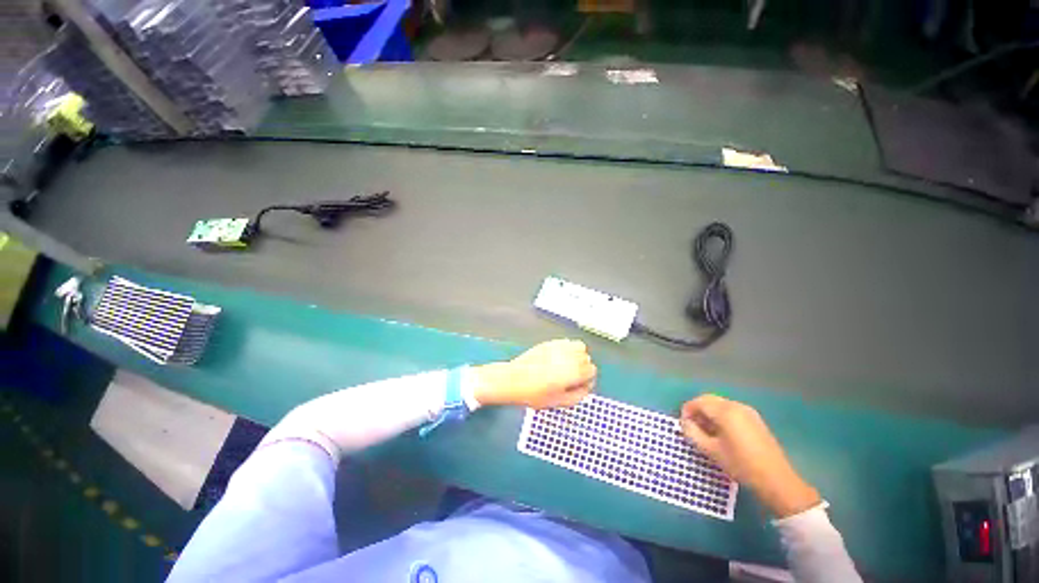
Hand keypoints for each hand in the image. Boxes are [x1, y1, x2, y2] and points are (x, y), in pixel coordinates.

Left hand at [473, 339, 596, 408]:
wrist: (513, 380)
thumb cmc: (534, 393)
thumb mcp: (559, 402)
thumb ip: (578, 396)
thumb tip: (586, 388)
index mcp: (574, 371)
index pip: (592, 371)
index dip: (587, 380)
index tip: (578, 386)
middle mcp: (569, 355)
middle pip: (586, 358)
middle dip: (582, 368)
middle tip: (571, 378)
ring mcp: (559, 347)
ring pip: (579, 347)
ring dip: (577, 356)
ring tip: (567, 366)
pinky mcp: (550, 343)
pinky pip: (566, 342)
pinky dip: (567, 349)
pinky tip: (558, 359)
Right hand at [680, 394, 820, 517]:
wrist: (777, 481)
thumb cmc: (741, 465)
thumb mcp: (711, 451)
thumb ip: (692, 433)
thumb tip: (684, 423)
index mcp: (725, 411)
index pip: (698, 402)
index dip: (687, 411)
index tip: (683, 425)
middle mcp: (736, 406)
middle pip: (709, 400)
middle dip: (697, 410)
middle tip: (692, 427)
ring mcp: (748, 412)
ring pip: (720, 405)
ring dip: (709, 413)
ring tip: (706, 432)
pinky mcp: (755, 420)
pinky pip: (731, 411)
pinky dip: (721, 417)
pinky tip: (722, 434)